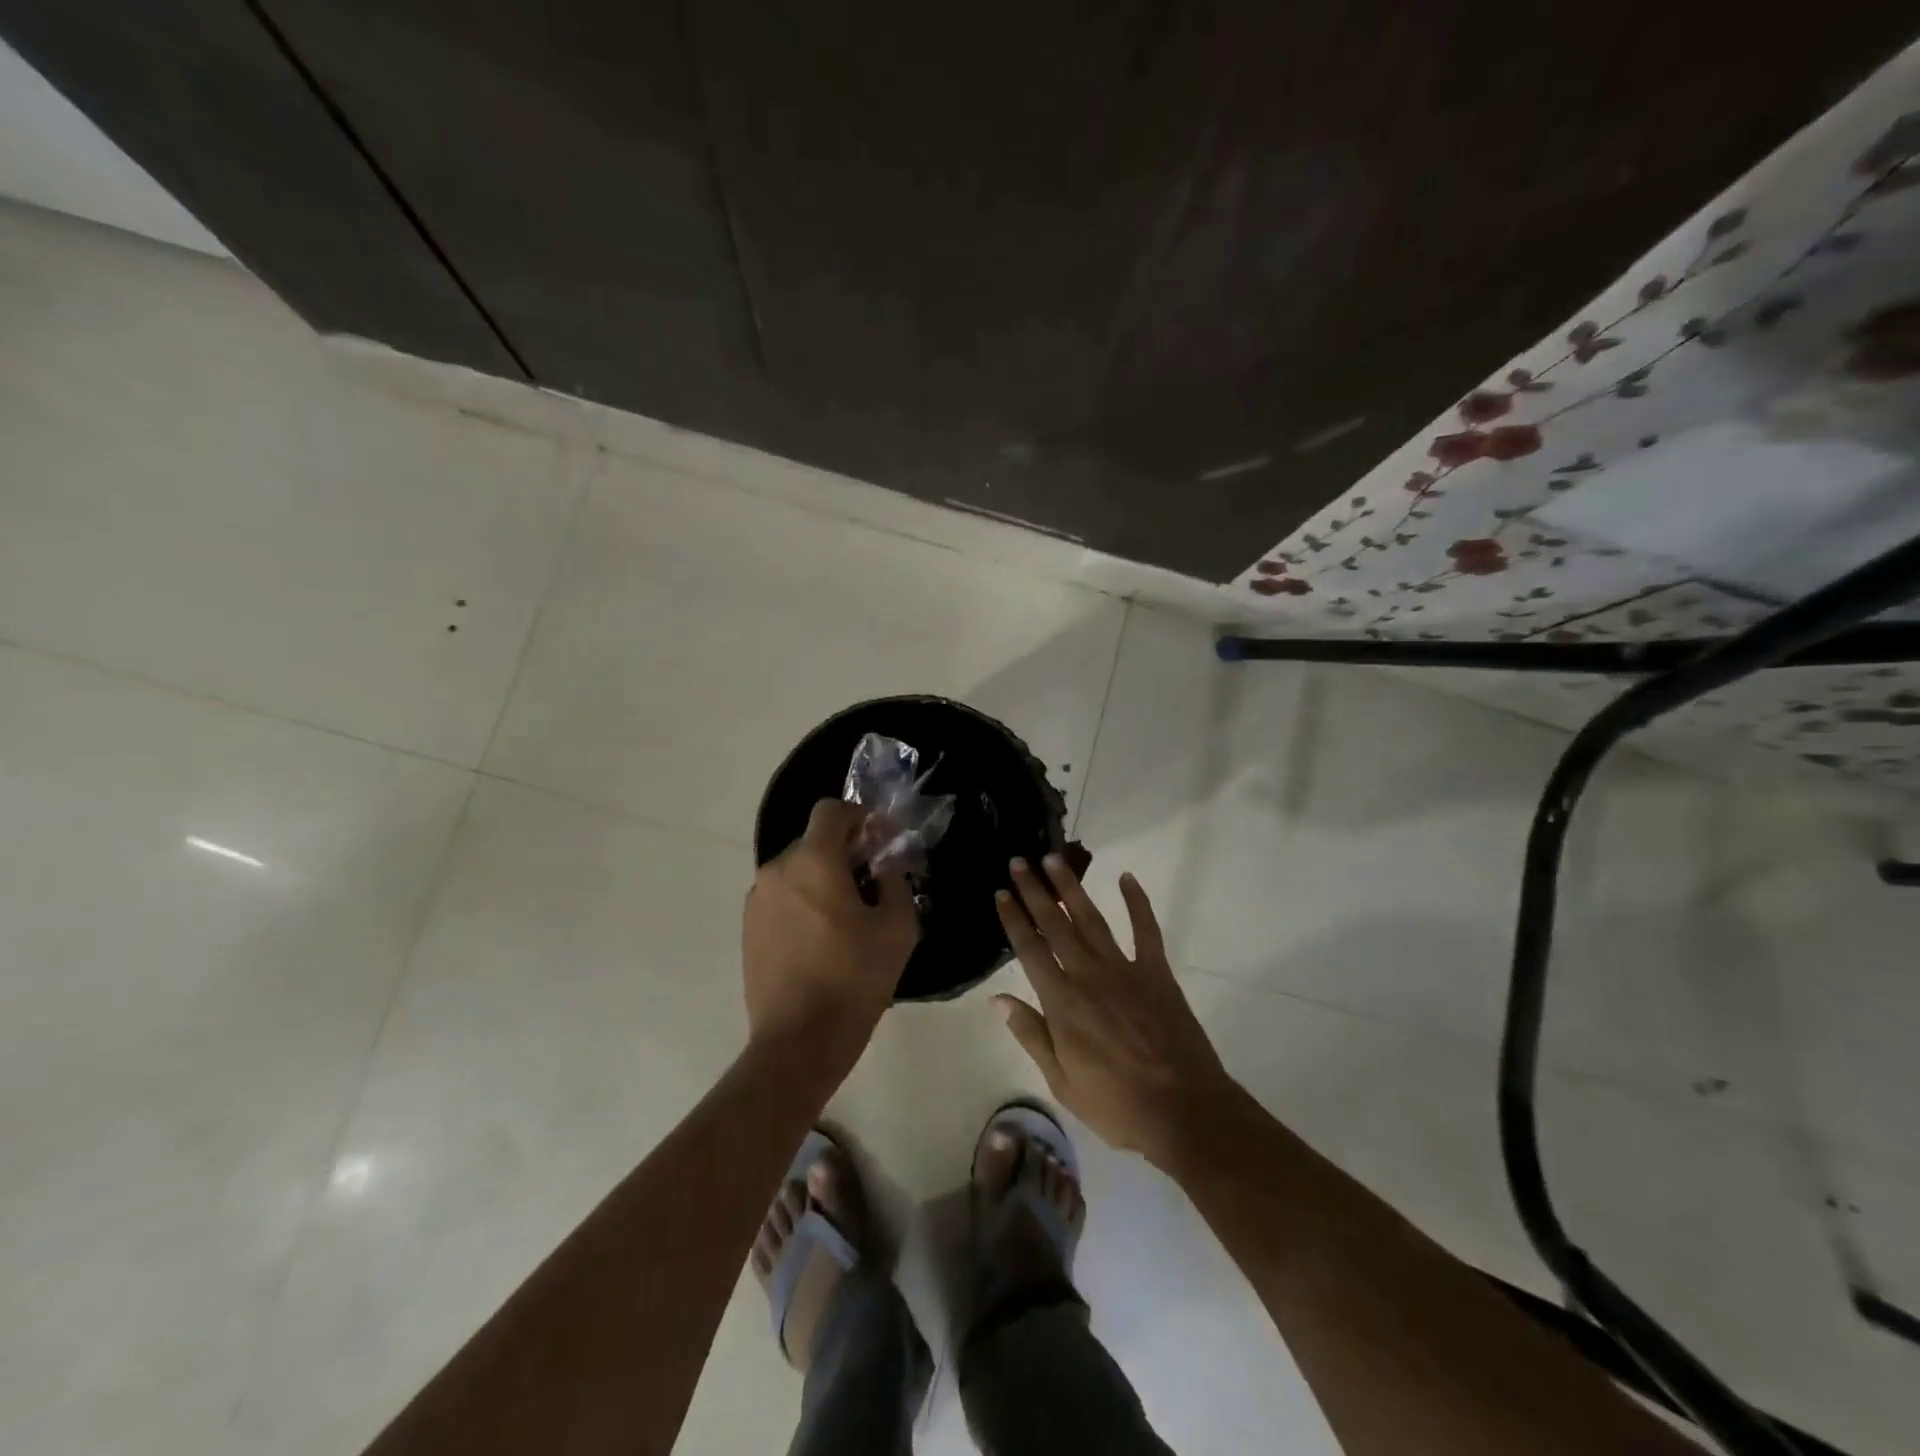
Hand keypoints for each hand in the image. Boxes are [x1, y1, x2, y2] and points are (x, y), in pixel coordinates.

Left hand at [742, 799, 919, 1074]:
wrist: (798, 1042)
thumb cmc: (854, 979)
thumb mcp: (897, 928)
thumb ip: (895, 881)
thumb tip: (885, 864)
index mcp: (813, 861)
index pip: (831, 810)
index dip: (859, 817)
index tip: (880, 842)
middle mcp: (777, 870)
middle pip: (814, 840)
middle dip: (845, 851)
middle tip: (872, 882)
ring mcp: (757, 899)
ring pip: (797, 869)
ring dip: (823, 877)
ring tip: (847, 915)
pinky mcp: (748, 927)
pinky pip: (781, 896)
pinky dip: (803, 900)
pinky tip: (822, 937)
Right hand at [993, 856, 1236, 1166]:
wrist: (1184, 1111)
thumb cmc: (1116, 1105)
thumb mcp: (1061, 1082)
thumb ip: (1031, 1035)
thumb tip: (998, 1000)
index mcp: (1062, 1003)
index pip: (1030, 950)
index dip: (1014, 919)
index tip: (1001, 893)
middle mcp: (1088, 975)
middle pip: (1055, 924)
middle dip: (1034, 891)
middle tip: (1019, 862)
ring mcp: (1124, 969)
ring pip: (1091, 918)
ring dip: (1071, 887)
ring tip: (1054, 860)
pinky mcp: (1156, 972)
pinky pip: (1146, 929)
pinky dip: (1137, 902)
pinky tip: (1126, 878)